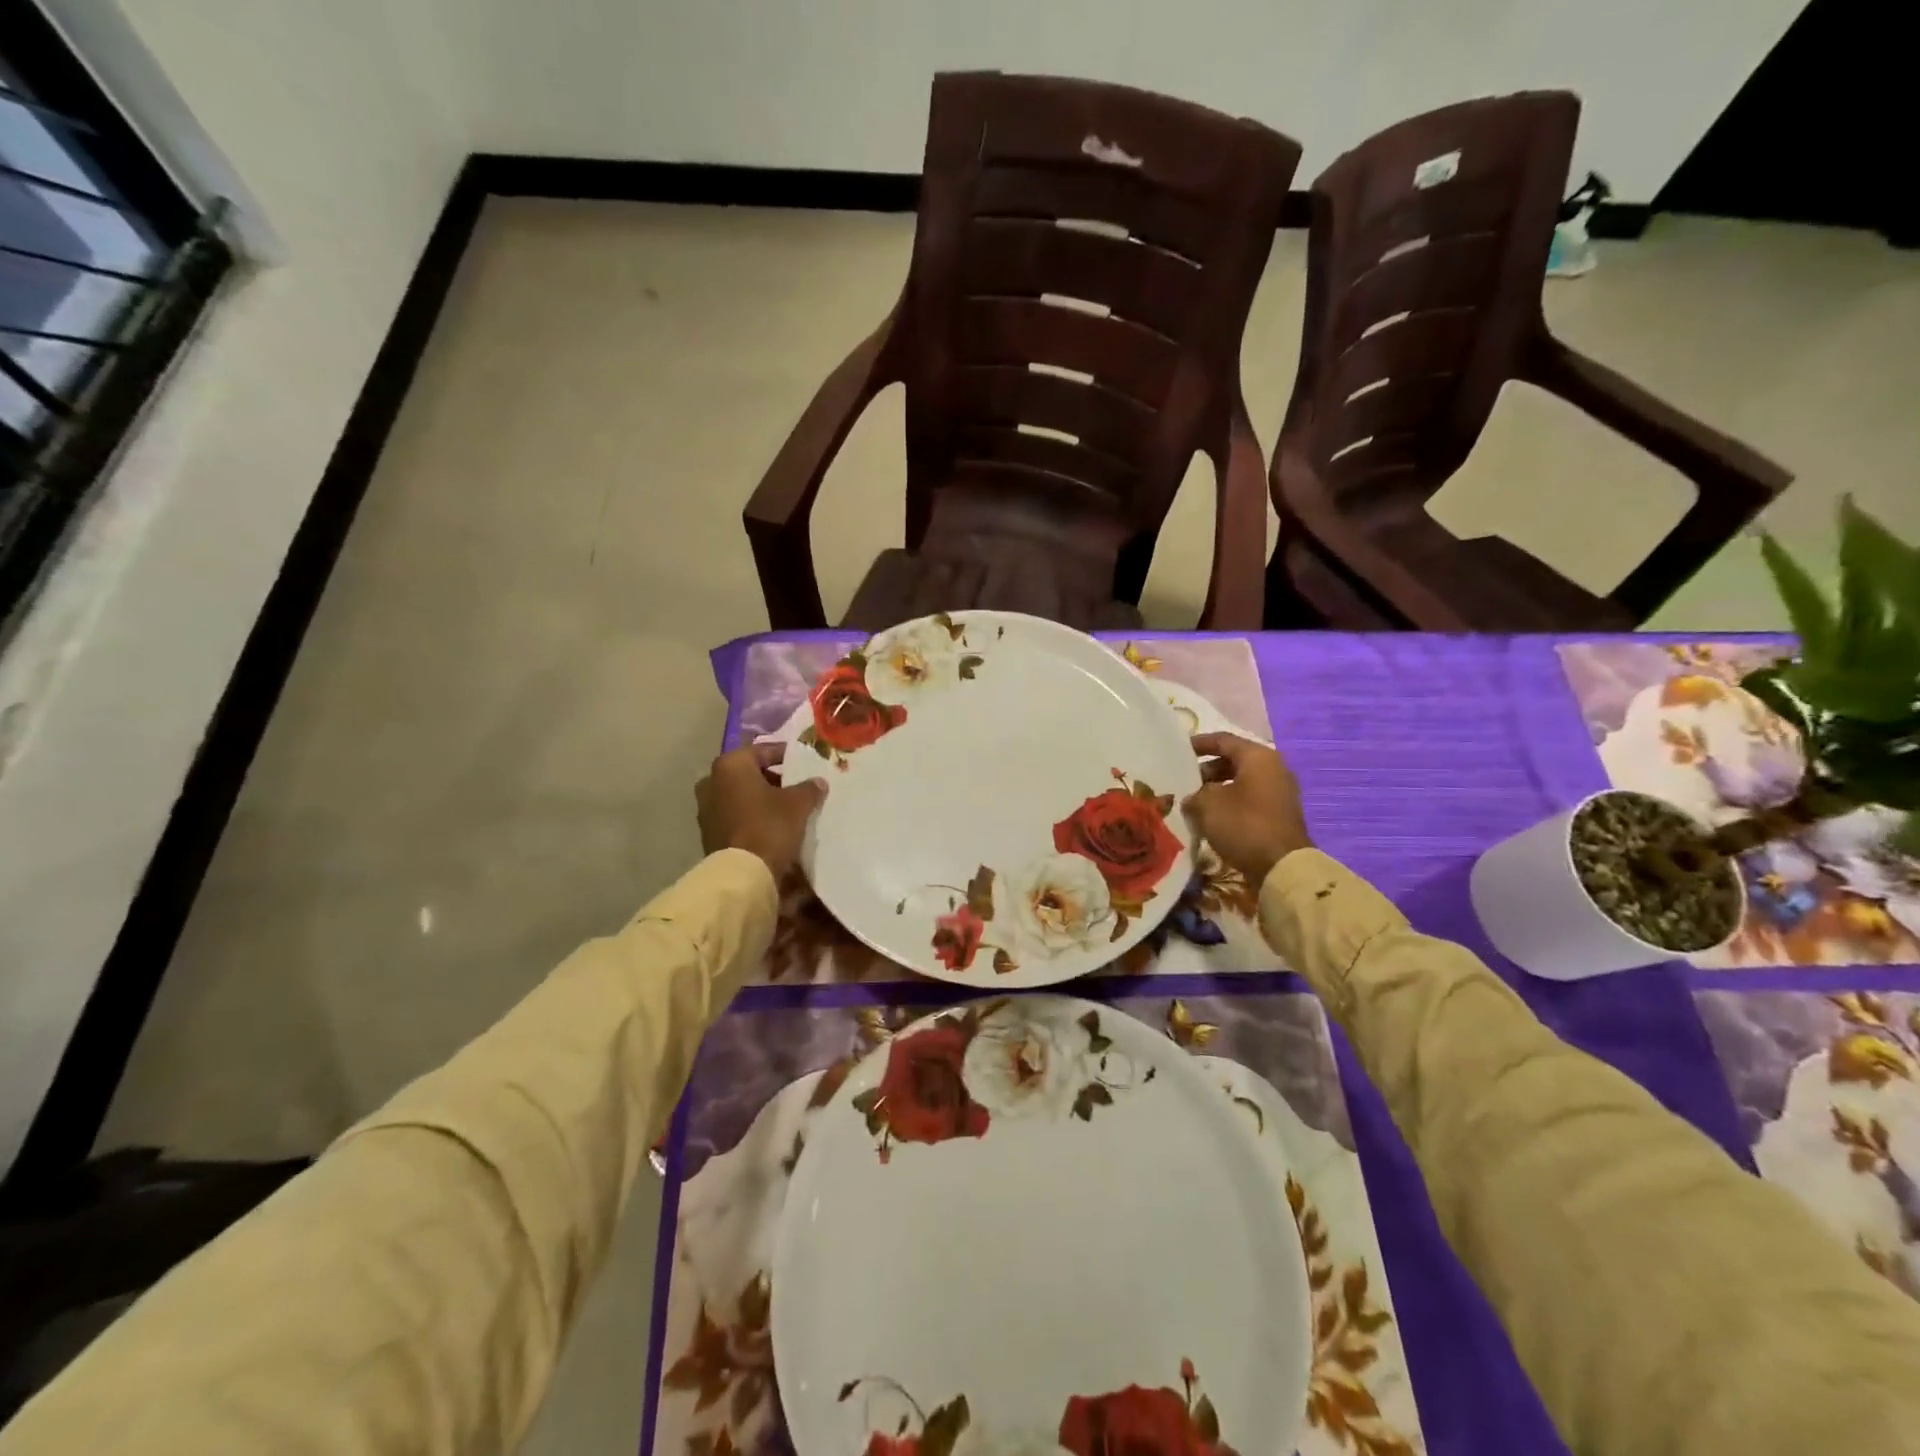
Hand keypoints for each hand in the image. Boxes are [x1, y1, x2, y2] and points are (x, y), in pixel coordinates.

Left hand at [696, 743, 826, 878]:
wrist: (742, 874)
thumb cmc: (769, 826)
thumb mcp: (798, 804)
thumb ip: (809, 788)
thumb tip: (818, 782)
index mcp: (731, 765)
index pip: (762, 750)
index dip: (785, 755)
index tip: (802, 761)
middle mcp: (712, 781)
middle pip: (748, 773)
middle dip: (772, 778)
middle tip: (796, 785)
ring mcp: (706, 808)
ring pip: (740, 794)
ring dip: (761, 798)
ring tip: (786, 807)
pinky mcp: (708, 832)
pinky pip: (734, 814)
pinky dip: (751, 814)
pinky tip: (771, 824)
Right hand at [1183, 732, 1312, 887]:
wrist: (1281, 866)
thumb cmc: (1243, 825)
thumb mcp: (1207, 805)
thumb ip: (1195, 794)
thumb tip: (1193, 798)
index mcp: (1258, 757)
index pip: (1223, 740)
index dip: (1199, 744)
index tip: (1179, 751)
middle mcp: (1274, 769)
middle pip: (1234, 761)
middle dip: (1207, 770)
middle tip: (1185, 781)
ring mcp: (1280, 793)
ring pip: (1241, 782)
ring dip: (1217, 789)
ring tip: (1194, 802)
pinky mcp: (1279, 815)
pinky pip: (1250, 800)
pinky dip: (1230, 804)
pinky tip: (1212, 818)